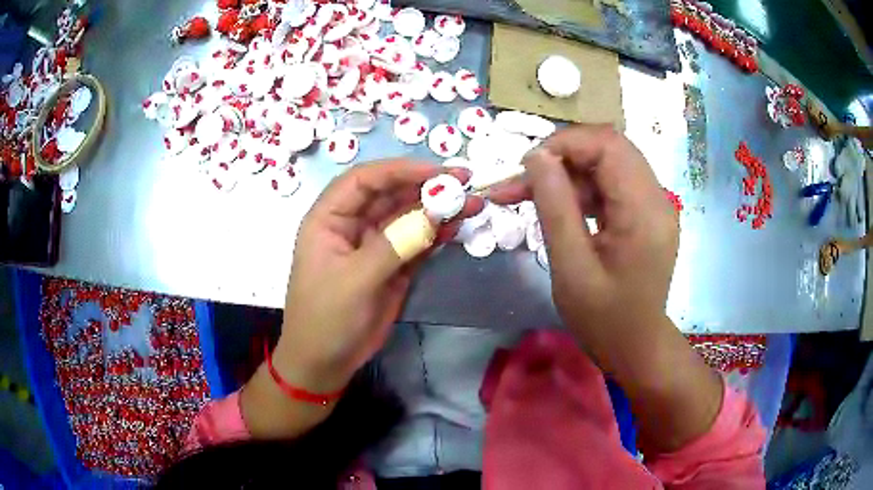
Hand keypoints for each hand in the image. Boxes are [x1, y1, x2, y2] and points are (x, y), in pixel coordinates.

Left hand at [275, 160, 483, 392]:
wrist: (325, 362)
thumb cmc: (326, 319)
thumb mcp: (355, 281)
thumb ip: (393, 246)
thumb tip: (433, 216)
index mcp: (329, 219)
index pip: (364, 180)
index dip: (399, 169)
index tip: (436, 171)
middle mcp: (352, 225)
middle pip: (390, 194)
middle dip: (426, 186)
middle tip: (465, 182)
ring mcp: (374, 245)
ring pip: (407, 216)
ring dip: (437, 209)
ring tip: (472, 203)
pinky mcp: (392, 265)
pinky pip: (416, 241)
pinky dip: (436, 234)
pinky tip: (457, 227)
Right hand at [490, 125, 677, 337]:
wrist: (636, 346)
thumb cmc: (603, 319)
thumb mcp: (571, 267)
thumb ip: (554, 206)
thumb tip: (537, 156)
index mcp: (644, 211)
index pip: (608, 145)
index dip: (564, 143)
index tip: (527, 166)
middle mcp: (657, 198)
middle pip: (609, 147)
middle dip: (562, 155)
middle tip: (523, 181)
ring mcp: (654, 204)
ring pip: (608, 163)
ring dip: (568, 172)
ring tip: (530, 195)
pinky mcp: (646, 212)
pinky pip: (612, 183)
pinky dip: (582, 187)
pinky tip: (559, 207)